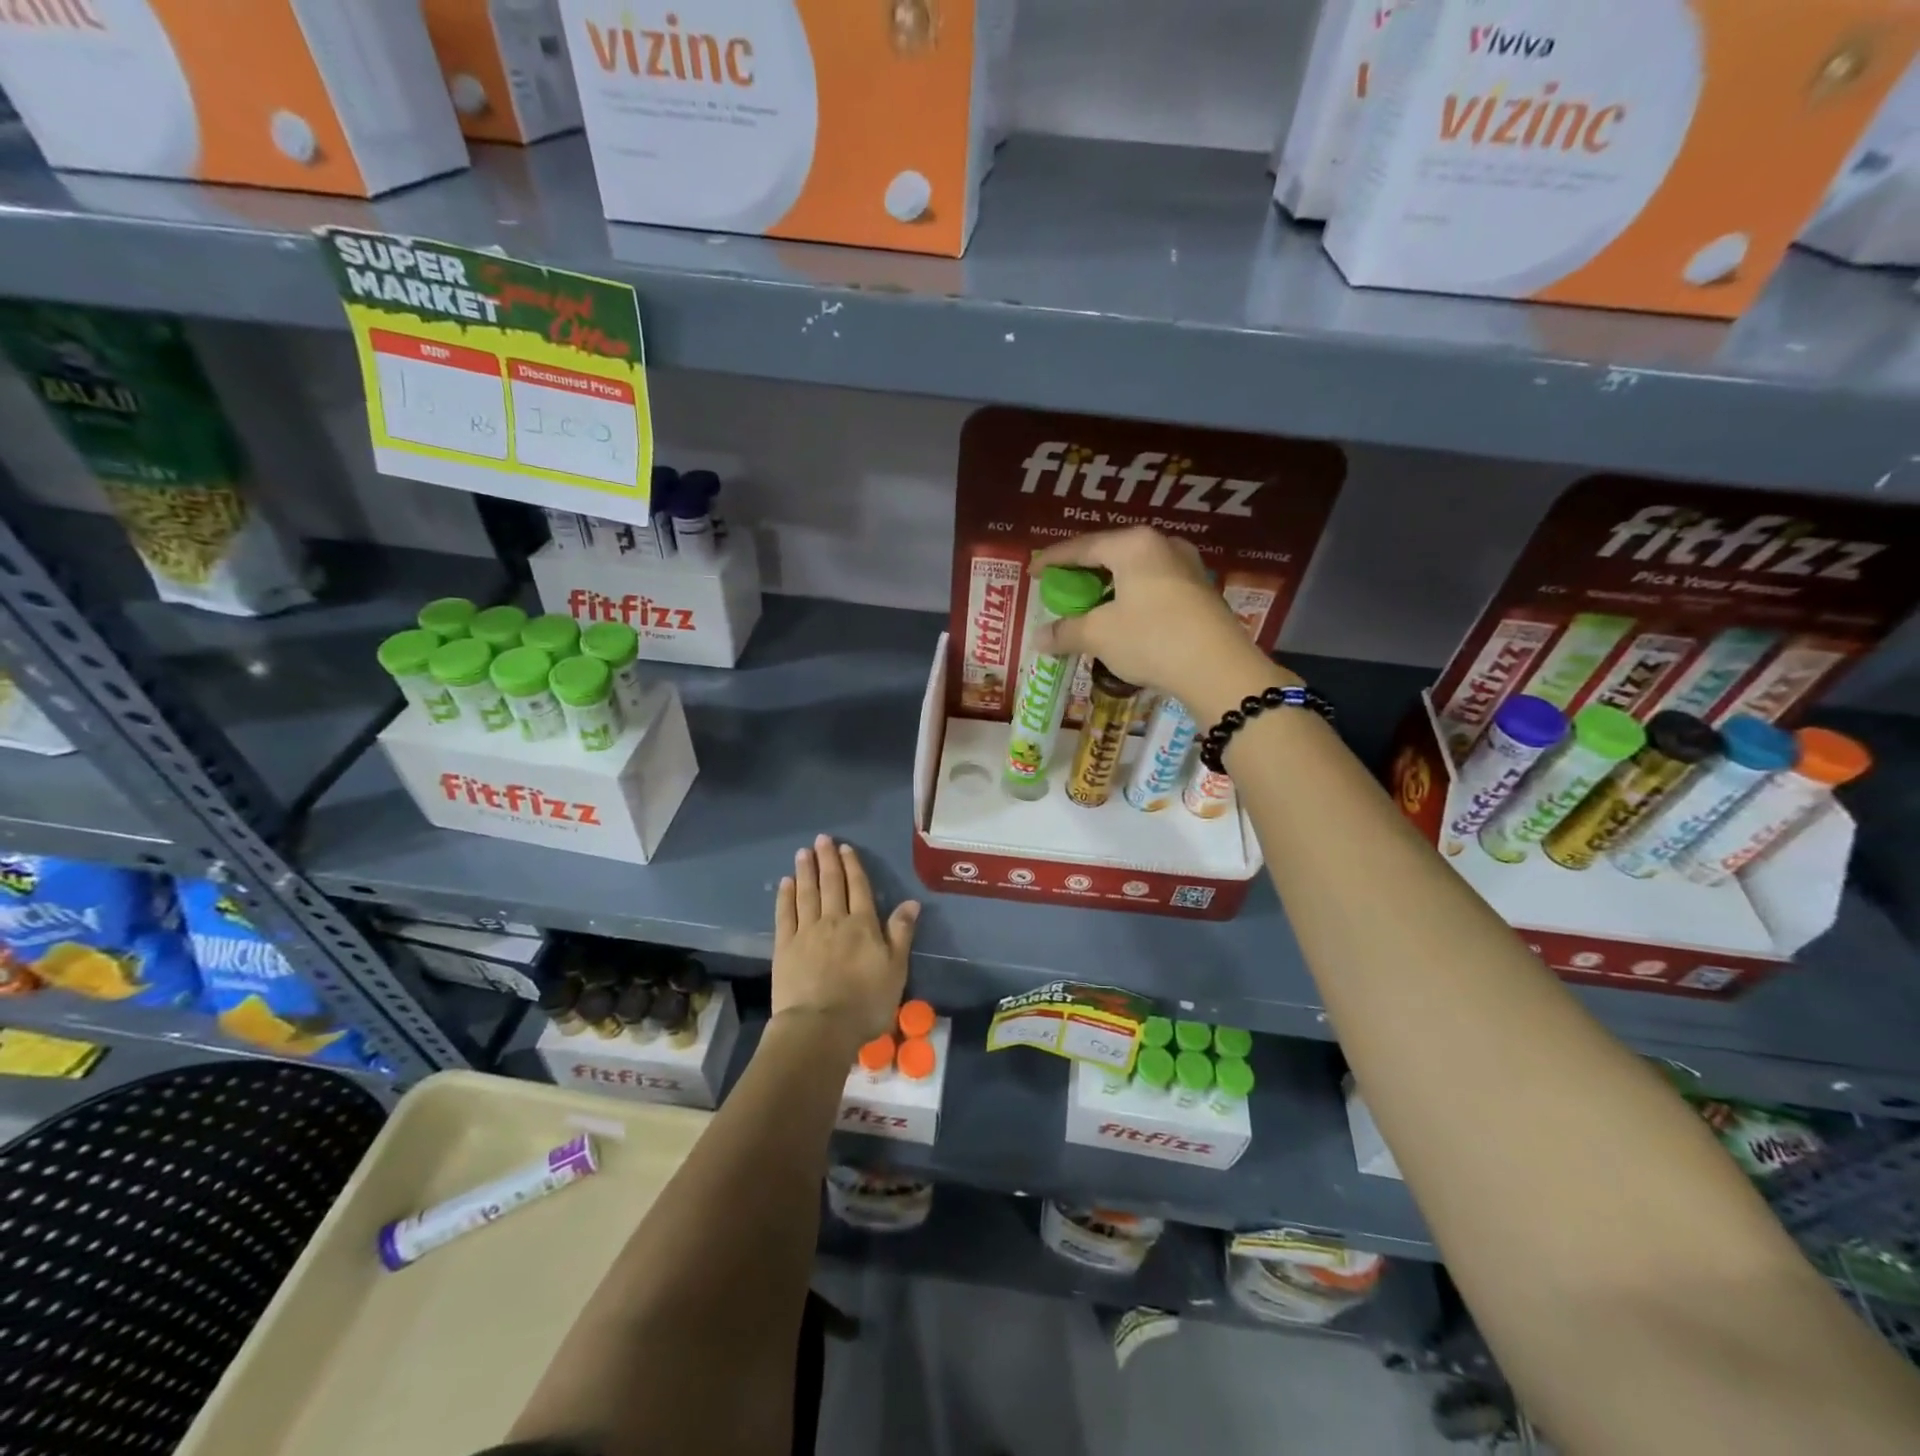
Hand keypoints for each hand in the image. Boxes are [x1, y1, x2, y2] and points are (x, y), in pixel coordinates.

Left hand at [772, 835, 918, 1047]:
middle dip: (827, 860)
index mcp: (863, 925)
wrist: (820, 1027)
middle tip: (822, 839)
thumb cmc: (865, 1002)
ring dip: (806, 871)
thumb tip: (911, 901)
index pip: (858, 888)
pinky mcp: (784, 947)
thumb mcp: (896, 969)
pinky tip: (786, 883)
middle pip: (831, 884)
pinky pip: (785, 914)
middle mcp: (834, 920)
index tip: (845, 848)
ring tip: (803, 852)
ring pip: (807, 893)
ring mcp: (806, 932)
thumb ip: (901, 933)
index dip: (853, 866)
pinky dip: (785, 896)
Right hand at [1034, 527, 1295, 718]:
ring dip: (1108, 589)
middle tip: (1061, 590)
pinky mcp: (1201, 591)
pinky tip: (1122, 619)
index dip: (1052, 560)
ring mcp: (1187, 566)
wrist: (1218, 669)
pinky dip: (1131, 599)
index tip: (1032, 572)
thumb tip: (1038, 639)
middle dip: (1082, 574)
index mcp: (1133, 544)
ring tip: (1089, 607)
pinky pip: (1154, 586)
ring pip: (1134, 571)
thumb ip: (1065, 632)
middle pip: (1110, 555)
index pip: (1082, 547)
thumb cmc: (1151, 639)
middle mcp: (1162, 545)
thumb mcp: (1099, 636)